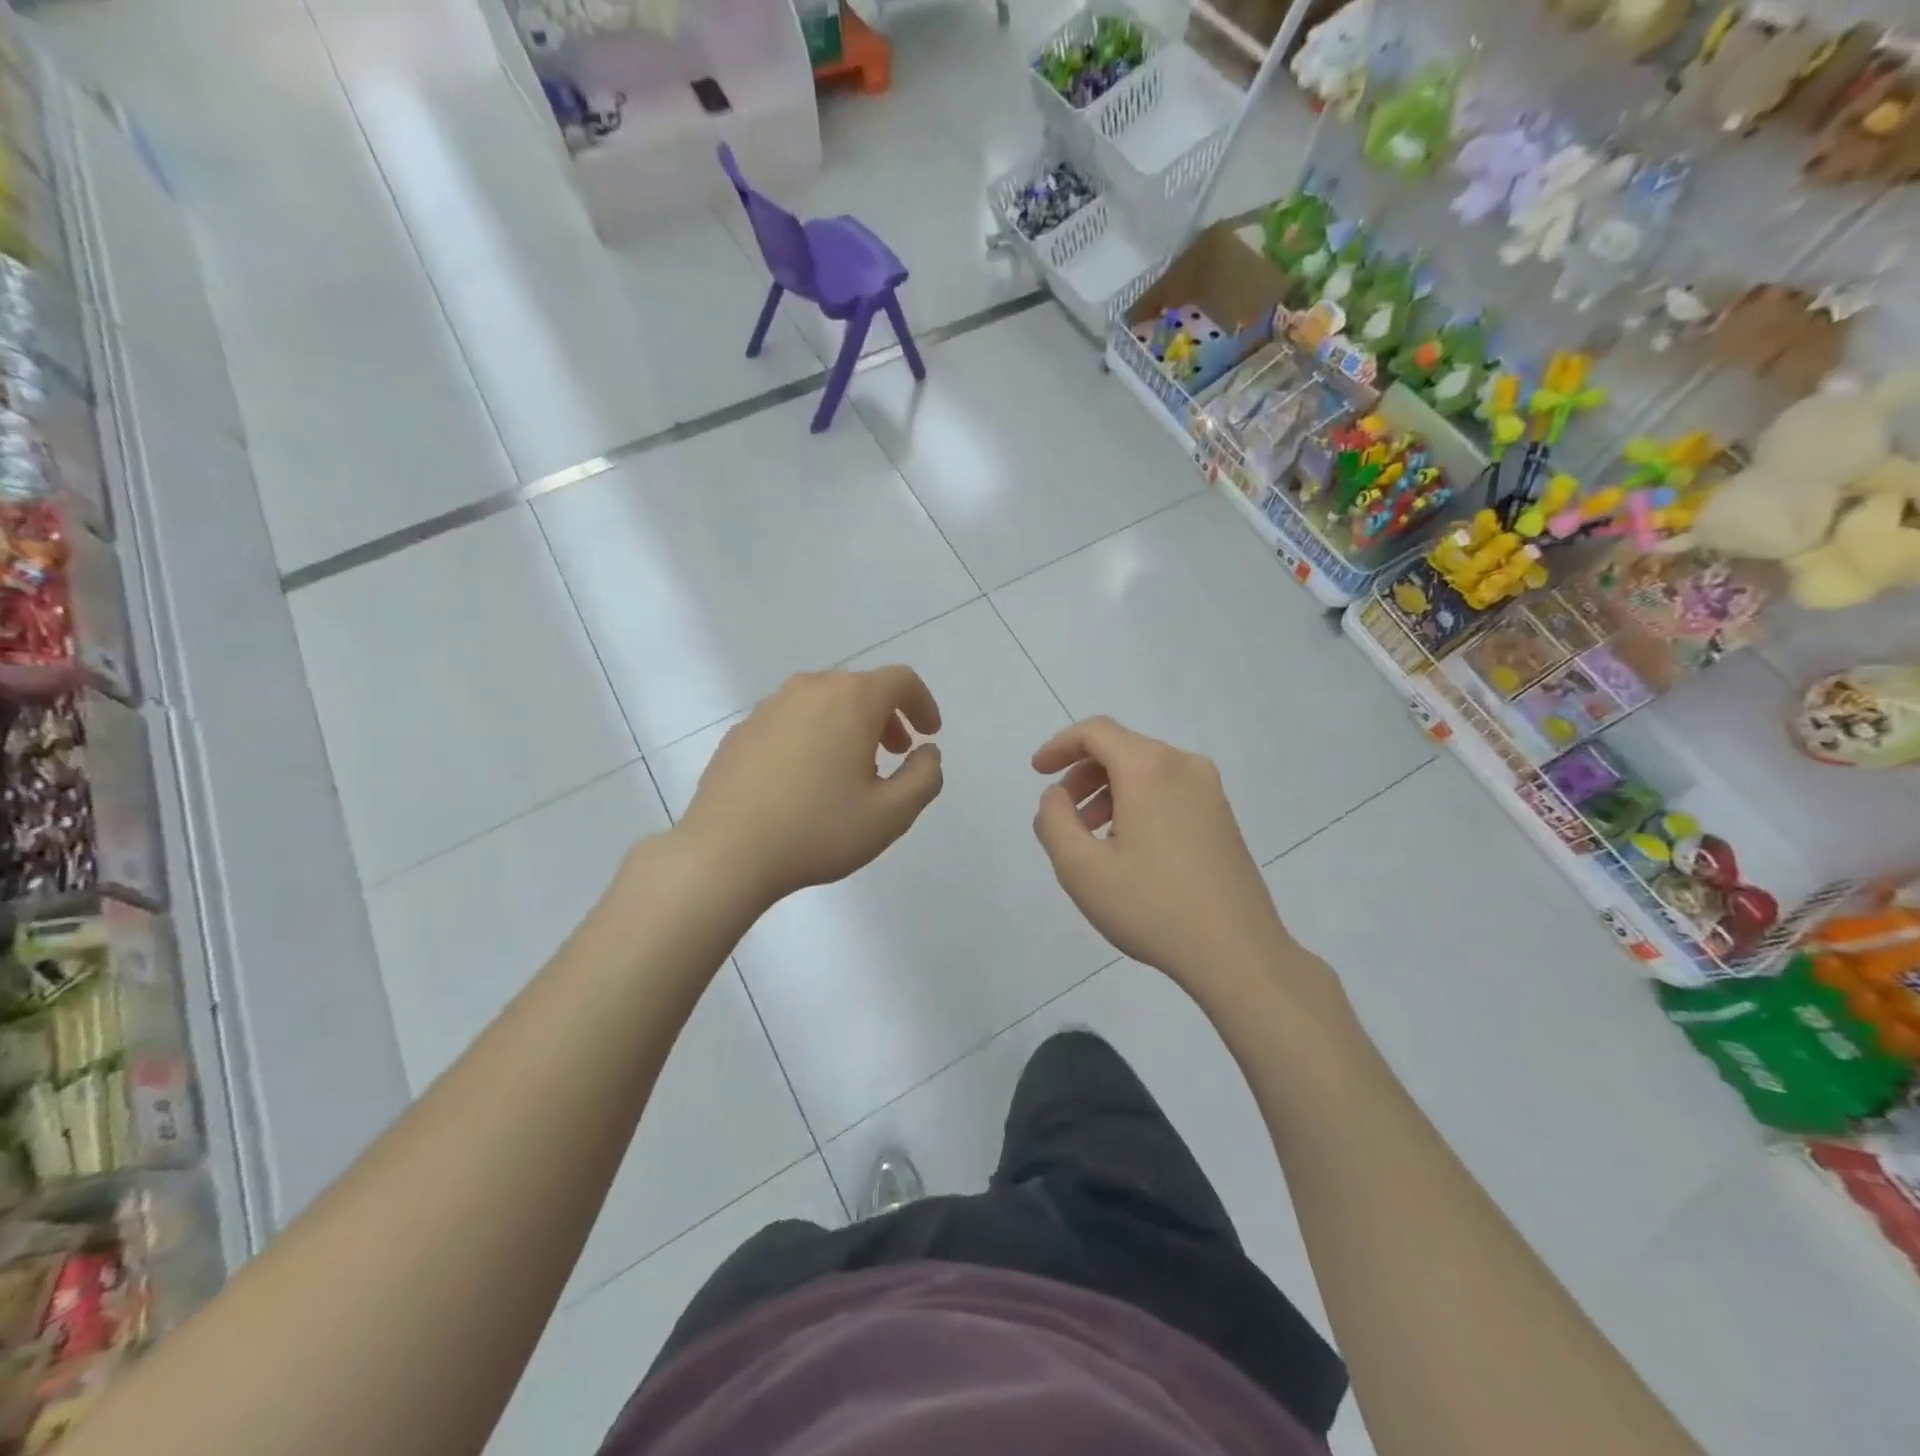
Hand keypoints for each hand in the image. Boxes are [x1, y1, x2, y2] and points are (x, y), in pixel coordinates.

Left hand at [678, 667, 943, 909]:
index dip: (922, 703)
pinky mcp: (741, 731)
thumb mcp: (892, 814)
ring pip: (822, 702)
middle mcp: (809, 689)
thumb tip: (927, 753)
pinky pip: (790, 721)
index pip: (900, 680)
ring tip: (851, 769)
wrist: (725, 852)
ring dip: (848, 725)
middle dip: (886, 716)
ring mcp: (769, 707)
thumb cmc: (818, 829)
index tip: (929, 734)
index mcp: (851, 699)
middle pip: (860, 687)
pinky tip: (805, 780)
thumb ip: (924, 777)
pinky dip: (812, 736)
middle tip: (895, 754)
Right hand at [1032, 717, 1291, 996]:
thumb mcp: (1080, 868)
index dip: (1060, 745)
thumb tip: (1057, 795)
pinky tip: (1129, 848)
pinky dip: (1138, 803)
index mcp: (1149, 768)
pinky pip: (1169, 791)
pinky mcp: (1223, 817)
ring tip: (1092, 837)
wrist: (1238, 953)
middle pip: (1122, 748)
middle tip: (1064, 814)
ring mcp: (1211, 791)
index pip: (1096, 731)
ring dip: (1110, 791)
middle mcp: (1184, 766)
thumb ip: (1054, 820)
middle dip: (1083, 773)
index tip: (1038, 772)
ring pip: (1146, 771)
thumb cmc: (1151, 907)